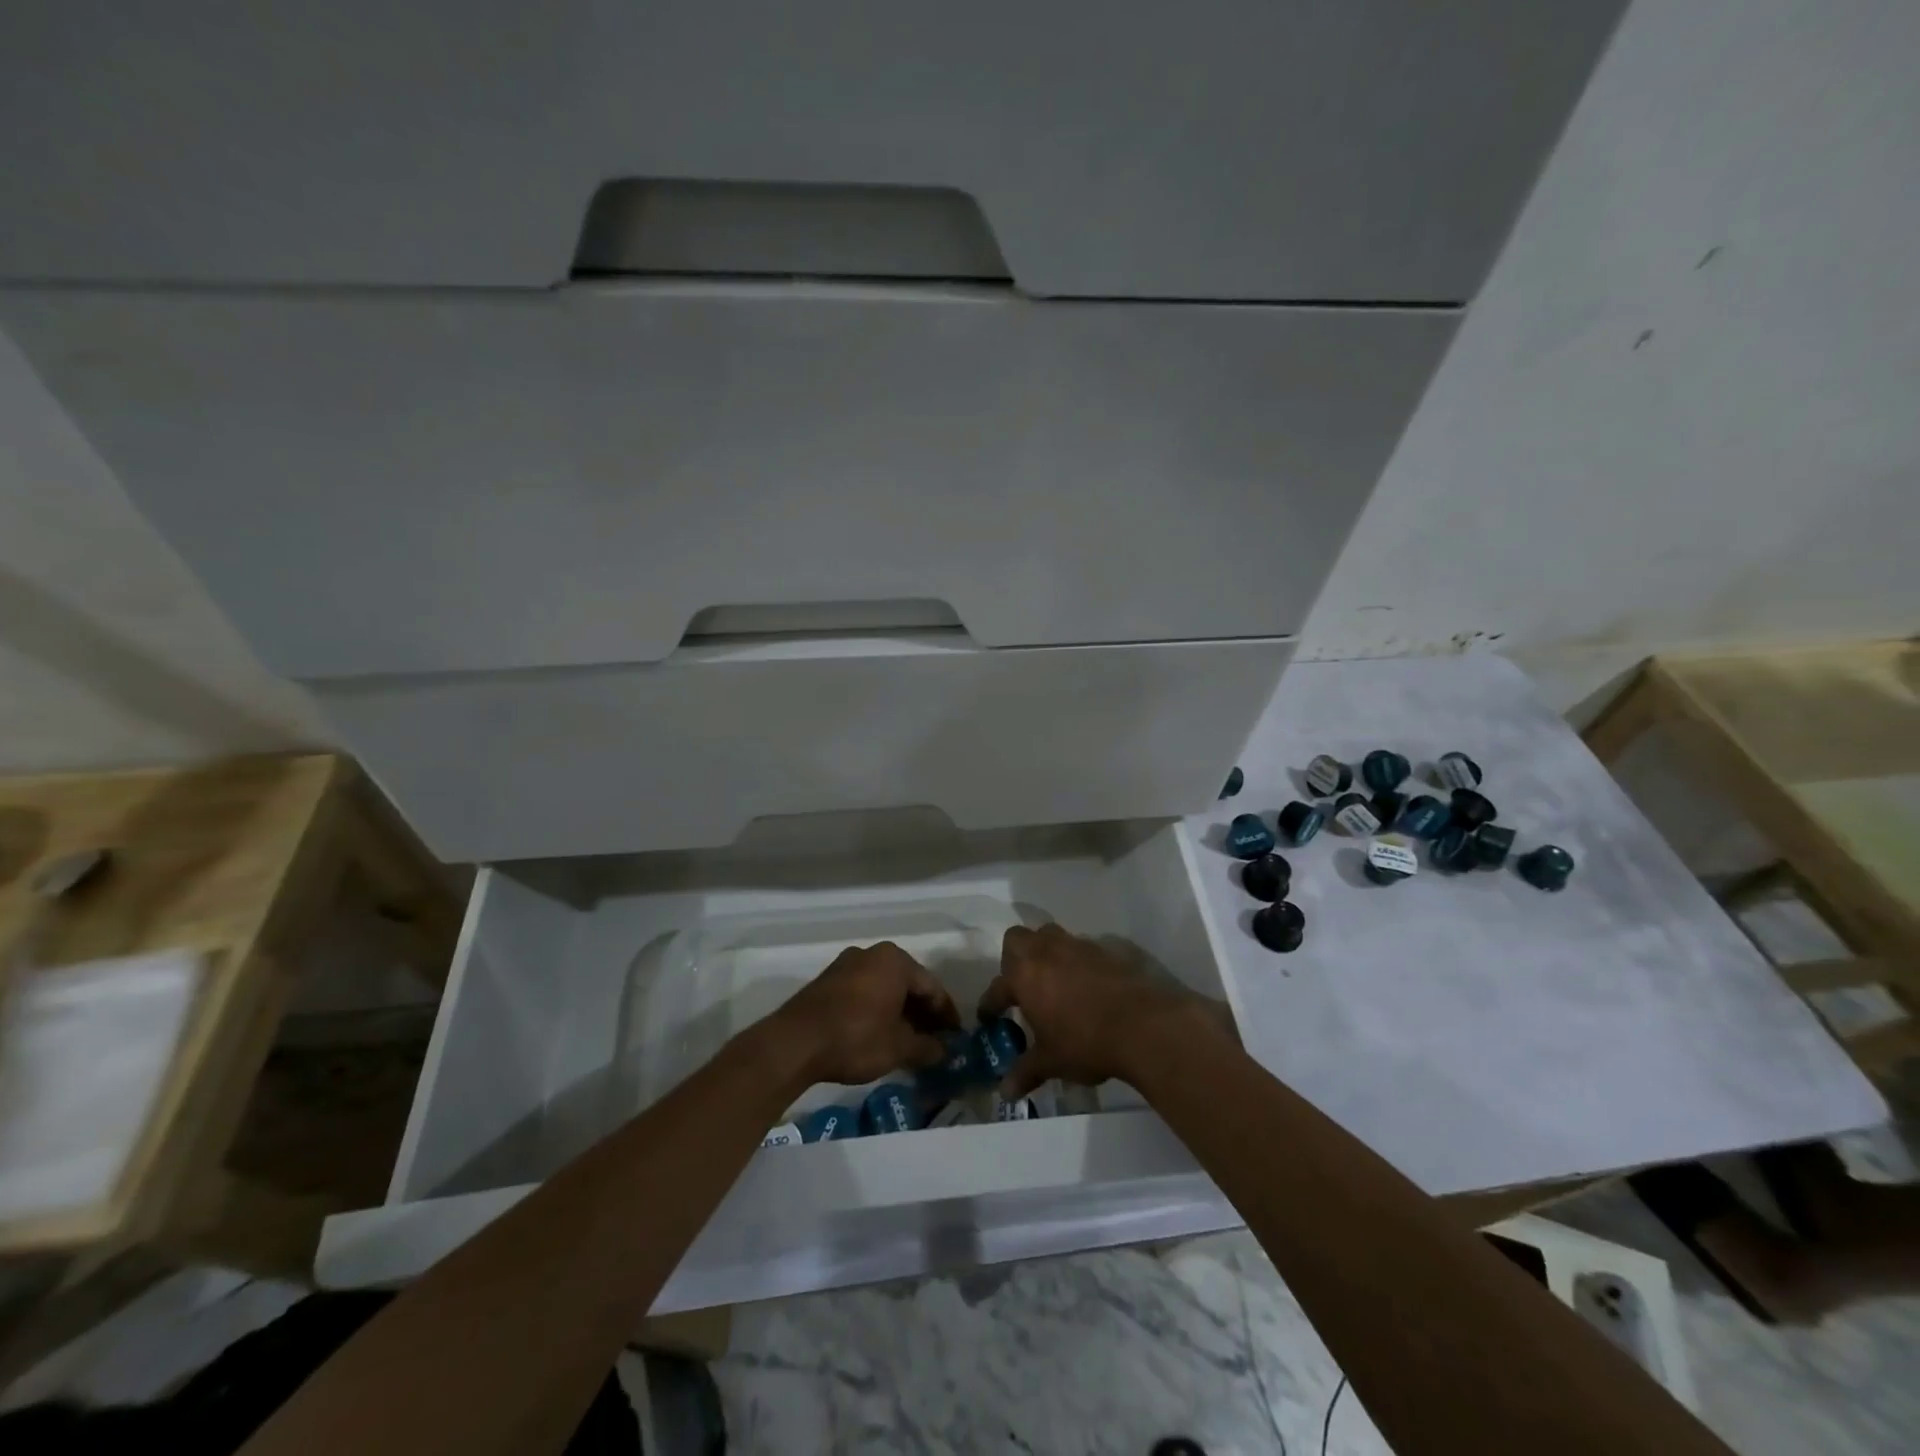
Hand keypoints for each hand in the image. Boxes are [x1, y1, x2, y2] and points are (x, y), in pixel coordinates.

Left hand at [772, 942, 960, 1086]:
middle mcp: (873, 954)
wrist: (794, 1043)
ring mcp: (847, 964)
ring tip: (910, 1041)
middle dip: (923, 1013)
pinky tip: (882, 1033)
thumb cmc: (855, 1037)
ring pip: (885, 988)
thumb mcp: (898, 1047)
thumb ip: (926, 1047)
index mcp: (895, 961)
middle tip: (936, 1040)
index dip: (947, 1015)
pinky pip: (865, 992)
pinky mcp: (829, 980)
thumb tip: (945, 1051)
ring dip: (900, 1012)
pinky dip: (878, 1010)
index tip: (957, 1037)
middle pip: (908, 984)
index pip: (932, 988)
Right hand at [979, 923, 1210, 1098]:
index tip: (989, 1017)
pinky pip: (1080, 947)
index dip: (990, 1004)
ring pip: (1049, 936)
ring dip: (1045, 953)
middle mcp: (1045, 952)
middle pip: (1016, 939)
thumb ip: (1026, 1071)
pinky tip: (1085, 984)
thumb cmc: (1085, 1042)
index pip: (997, 988)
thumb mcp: (1051, 1062)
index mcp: (1024, 977)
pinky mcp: (1103, 949)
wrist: (1142, 1025)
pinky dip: (1076, 961)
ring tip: (1052, 980)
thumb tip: (1005, 1092)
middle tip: (1021, 985)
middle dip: (1013, 958)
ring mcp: (1075, 946)